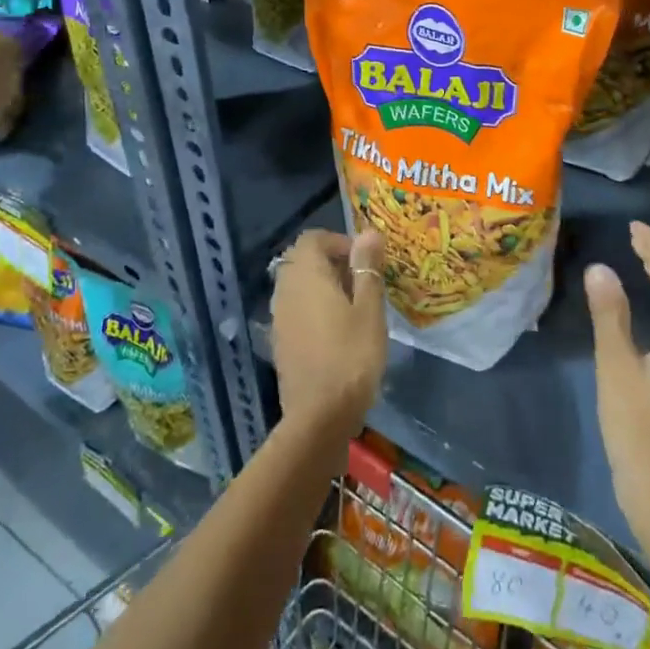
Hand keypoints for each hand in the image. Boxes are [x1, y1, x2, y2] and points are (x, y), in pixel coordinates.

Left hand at [270, 228, 387, 439]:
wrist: (319, 416)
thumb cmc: (352, 356)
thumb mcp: (369, 309)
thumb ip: (367, 268)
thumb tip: (369, 232)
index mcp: (306, 275)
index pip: (313, 238)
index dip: (339, 241)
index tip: (365, 261)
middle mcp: (286, 289)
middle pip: (303, 260)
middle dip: (332, 263)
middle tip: (363, 283)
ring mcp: (279, 317)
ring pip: (299, 285)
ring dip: (323, 286)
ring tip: (354, 307)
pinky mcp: (280, 341)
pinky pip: (296, 309)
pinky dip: (314, 308)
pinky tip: (337, 331)